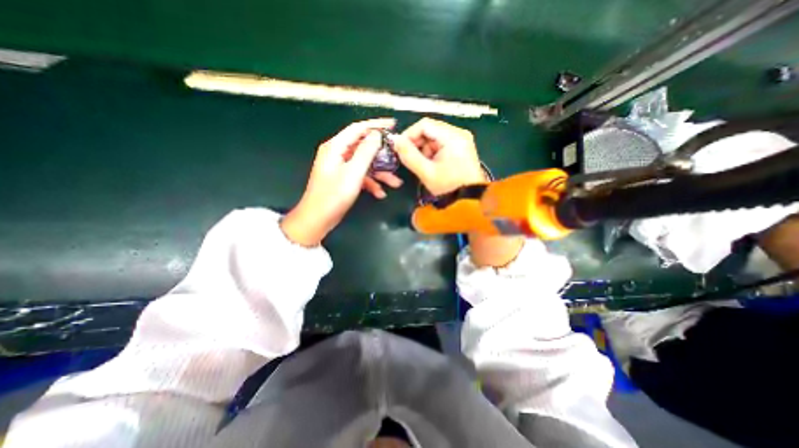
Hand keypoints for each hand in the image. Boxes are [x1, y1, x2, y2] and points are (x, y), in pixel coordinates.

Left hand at [282, 118, 405, 244]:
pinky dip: (371, 183)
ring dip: (380, 173)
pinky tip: (380, 193)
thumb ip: (366, 151)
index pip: (358, 128)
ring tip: (395, 182)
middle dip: (382, 155)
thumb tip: (377, 135)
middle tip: (397, 157)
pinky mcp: (343, 179)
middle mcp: (337, 153)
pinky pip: (360, 176)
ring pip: (365, 163)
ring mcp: (340, 167)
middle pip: (363, 147)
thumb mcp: (353, 172)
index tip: (393, 124)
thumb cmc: (333, 195)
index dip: (376, 125)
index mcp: (336, 147)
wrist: (318, 219)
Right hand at [393, 117, 524, 267]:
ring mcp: (461, 140)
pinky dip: (432, 153)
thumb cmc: (448, 187)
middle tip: (410, 158)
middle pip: (430, 130)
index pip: (425, 124)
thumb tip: (394, 140)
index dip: (409, 134)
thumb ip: (409, 155)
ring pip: (434, 137)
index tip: (400, 148)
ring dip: (424, 149)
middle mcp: (459, 133)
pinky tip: (431, 165)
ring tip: (423, 165)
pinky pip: (441, 144)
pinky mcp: (461, 148)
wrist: (469, 200)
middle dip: (417, 144)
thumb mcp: (426, 172)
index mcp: (452, 137)